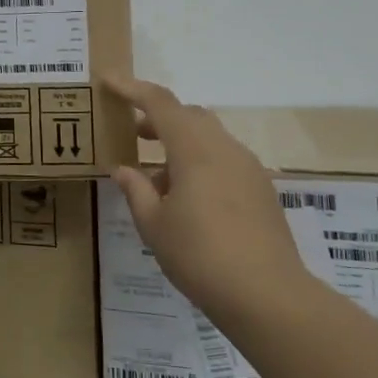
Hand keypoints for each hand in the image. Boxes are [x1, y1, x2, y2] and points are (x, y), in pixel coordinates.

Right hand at [103, 76, 310, 323]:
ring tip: (156, 178)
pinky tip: (187, 199)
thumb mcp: (154, 225)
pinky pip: (224, 160)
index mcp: (195, 149)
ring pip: (209, 138)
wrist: (269, 297)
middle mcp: (224, 148)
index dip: (132, 89)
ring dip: (180, 144)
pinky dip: (200, 164)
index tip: (108, 81)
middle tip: (133, 133)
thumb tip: (122, 169)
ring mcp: (248, 168)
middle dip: (158, 118)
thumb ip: (136, 190)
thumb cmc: (200, 256)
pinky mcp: (262, 190)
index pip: (159, 103)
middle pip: (189, 115)